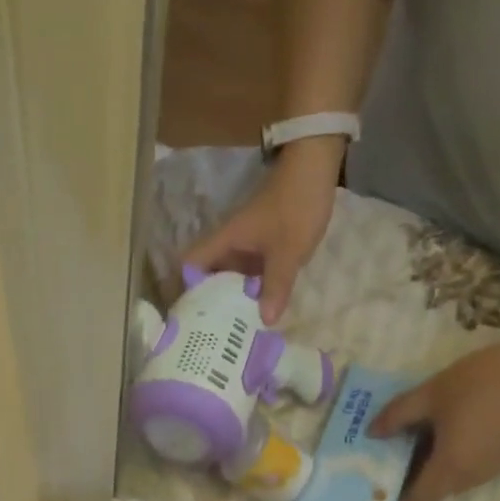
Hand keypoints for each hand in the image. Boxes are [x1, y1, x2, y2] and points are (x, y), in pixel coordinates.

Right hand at [182, 137, 344, 323]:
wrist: (315, 166)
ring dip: (231, 298)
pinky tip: (257, 308)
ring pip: (229, 276)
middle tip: (213, 334)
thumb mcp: (287, 252)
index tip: (189, 317)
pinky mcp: (261, 245)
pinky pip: (248, 272)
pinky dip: (249, 289)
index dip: (184, 289)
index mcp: (224, 242)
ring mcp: (245, 244)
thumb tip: (265, 322)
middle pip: (208, 276)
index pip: (190, 265)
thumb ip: (276, 287)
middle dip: (209, 303)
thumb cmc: (296, 206)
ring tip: (233, 328)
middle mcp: (228, 244)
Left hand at [371, 335, 499, 500]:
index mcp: (452, 467)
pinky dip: (465, 456)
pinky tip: (461, 427)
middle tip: (401, 449)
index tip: (385, 473)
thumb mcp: (431, 393)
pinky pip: (481, 465)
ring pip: (461, 478)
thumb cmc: (482, 381)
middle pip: (440, 490)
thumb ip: (397, 415)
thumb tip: (372, 433)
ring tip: (428, 435)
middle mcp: (477, 478)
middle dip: (418, 476)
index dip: (399, 492)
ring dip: (442, 465)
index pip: (420, 498)